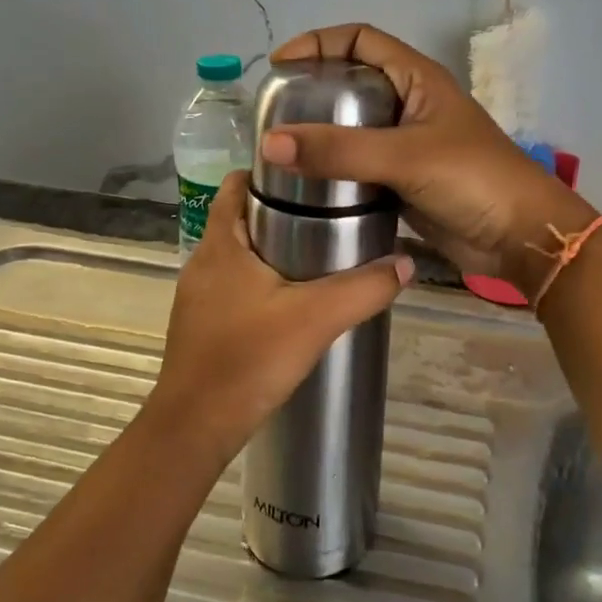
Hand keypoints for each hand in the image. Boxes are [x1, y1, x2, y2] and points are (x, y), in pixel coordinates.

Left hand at [150, 171, 413, 461]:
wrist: (196, 428)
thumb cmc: (248, 360)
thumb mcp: (316, 319)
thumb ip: (363, 289)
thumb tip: (406, 263)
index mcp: (221, 245)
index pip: (236, 185)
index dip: (269, 173)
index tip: (311, 176)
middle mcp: (203, 263)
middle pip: (241, 219)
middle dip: (281, 212)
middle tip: (330, 215)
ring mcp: (198, 297)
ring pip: (239, 256)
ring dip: (273, 250)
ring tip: (321, 255)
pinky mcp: (203, 325)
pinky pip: (235, 287)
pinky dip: (262, 283)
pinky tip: (294, 303)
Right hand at [260, 24, 590, 293]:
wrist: (520, 237)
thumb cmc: (472, 179)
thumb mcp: (405, 156)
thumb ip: (339, 150)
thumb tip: (269, 142)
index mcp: (418, 79)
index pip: (361, 40)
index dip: (319, 43)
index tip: (279, 65)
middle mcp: (411, 104)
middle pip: (353, 83)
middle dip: (314, 91)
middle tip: (273, 112)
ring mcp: (408, 145)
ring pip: (354, 129)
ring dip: (322, 136)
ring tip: (280, 149)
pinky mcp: (405, 182)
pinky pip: (361, 167)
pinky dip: (336, 171)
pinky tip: (307, 185)